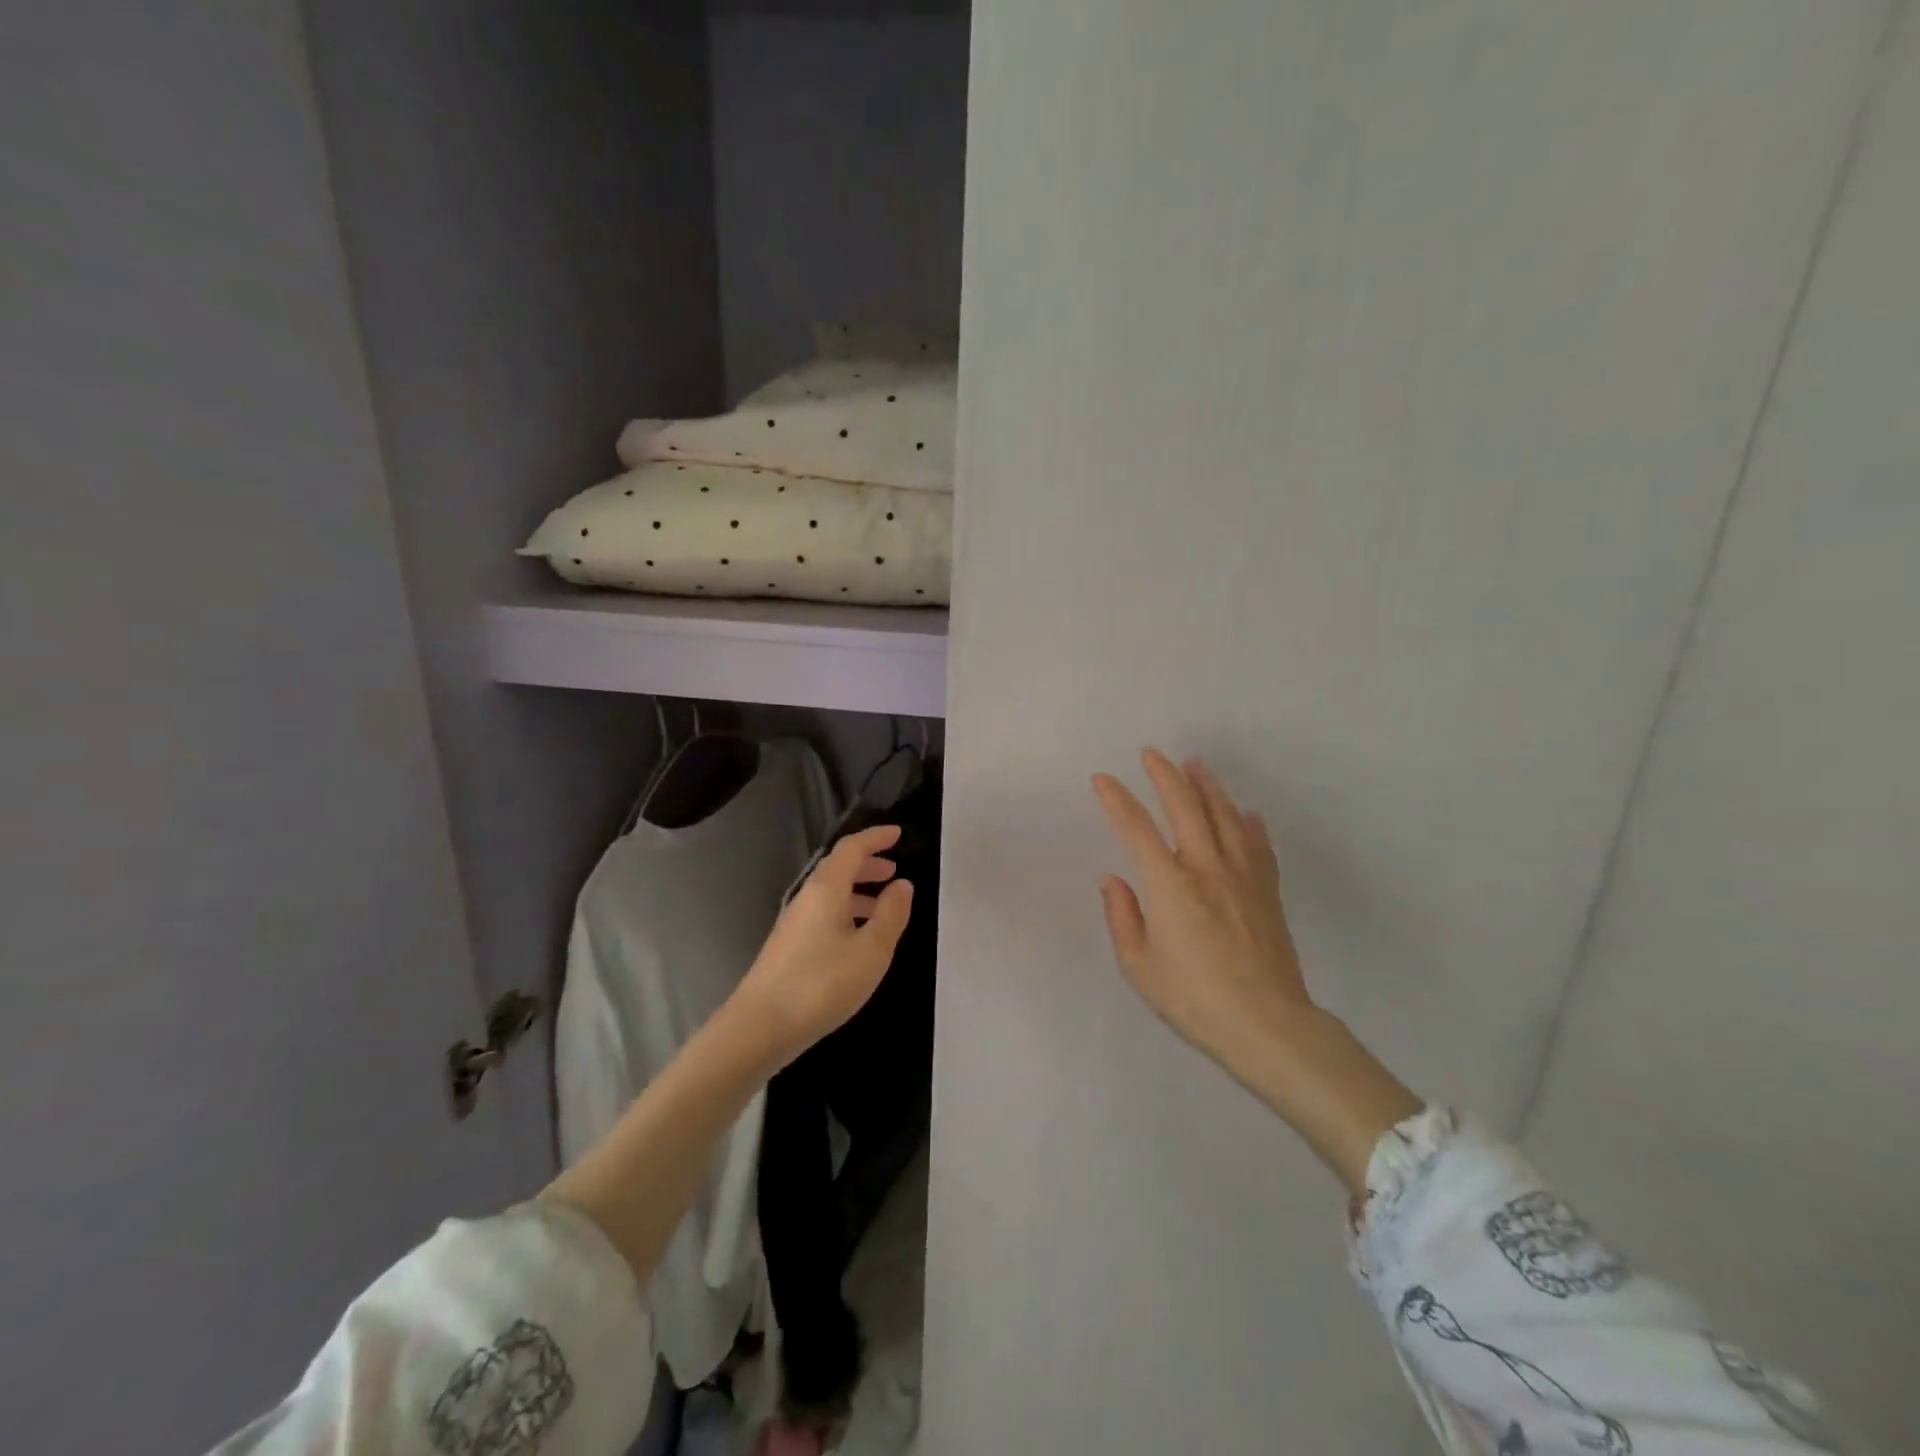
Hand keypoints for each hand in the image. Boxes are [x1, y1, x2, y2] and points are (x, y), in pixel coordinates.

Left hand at [730, 824, 914, 1067]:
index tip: (898, 833)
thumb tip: (902, 884)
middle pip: (838, 868)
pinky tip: (858, 938)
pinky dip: (846, 911)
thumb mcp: (871, 950)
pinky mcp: (789, 946)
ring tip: (884, 905)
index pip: (852, 848)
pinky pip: (823, 913)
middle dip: (868, 864)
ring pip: (830, 893)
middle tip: (894, 870)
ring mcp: (794, 922)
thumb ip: (891, 914)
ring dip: (858, 890)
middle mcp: (807, 897)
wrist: (760, 1027)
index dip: (875, 837)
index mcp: (826, 888)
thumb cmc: (822, 983)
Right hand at [1093, 749, 1420, 1192]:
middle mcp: (1206, 867)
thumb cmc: (1194, 1000)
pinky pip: (1258, 845)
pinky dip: (1249, 823)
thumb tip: (1113, 879)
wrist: (1268, 1025)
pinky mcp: (1268, 891)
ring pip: (1225, 816)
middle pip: (1185, 807)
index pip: (1136, 828)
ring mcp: (1243, 876)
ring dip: (1207, 786)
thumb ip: (1123, 917)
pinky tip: (1246, 813)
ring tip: (1196, 765)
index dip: (1116, 800)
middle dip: (1165, 775)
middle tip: (1152, 754)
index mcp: (1169, 885)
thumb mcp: (1139, 967)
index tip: (1102, 780)